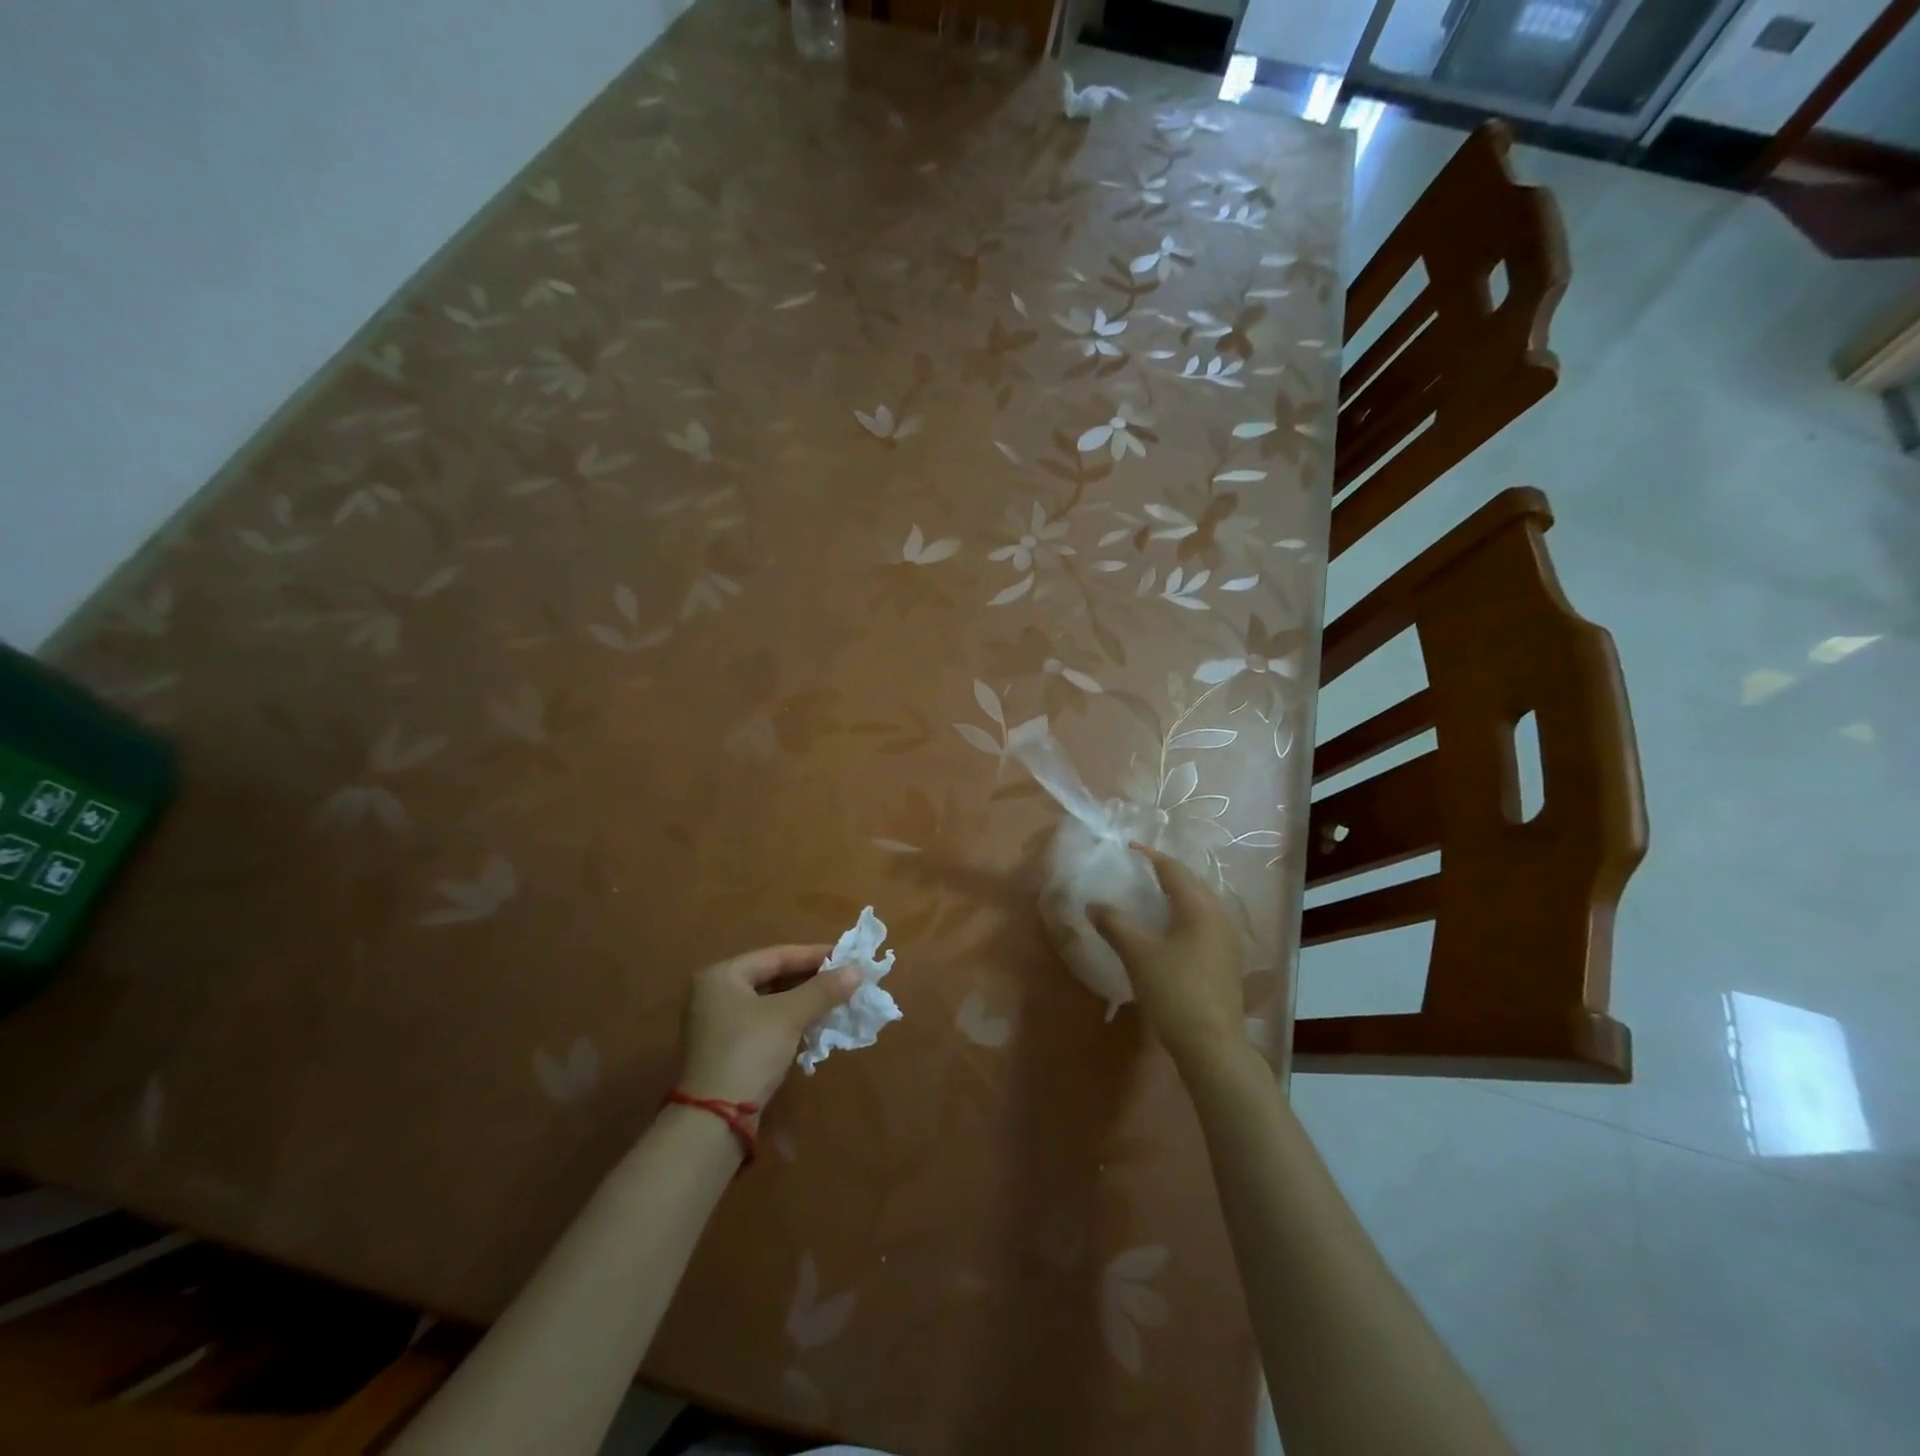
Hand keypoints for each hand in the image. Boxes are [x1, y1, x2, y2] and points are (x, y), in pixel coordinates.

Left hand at [678, 945, 858, 1107]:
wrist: (714, 1120)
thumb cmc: (749, 1052)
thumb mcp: (789, 1016)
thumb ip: (823, 990)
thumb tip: (857, 970)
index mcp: (722, 975)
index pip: (776, 955)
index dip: (814, 955)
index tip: (847, 958)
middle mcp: (714, 993)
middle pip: (772, 977)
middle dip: (810, 980)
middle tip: (844, 980)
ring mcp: (717, 1024)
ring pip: (770, 1002)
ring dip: (803, 1002)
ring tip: (836, 1002)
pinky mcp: (726, 1050)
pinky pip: (764, 1024)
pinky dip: (790, 1022)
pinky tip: (815, 1026)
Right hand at [1089, 845, 1244, 1068]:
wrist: (1211, 1043)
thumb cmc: (1174, 990)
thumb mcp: (1137, 954)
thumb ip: (1114, 924)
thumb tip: (1093, 904)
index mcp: (1199, 906)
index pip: (1173, 869)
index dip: (1150, 856)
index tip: (1129, 847)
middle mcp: (1219, 915)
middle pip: (1191, 882)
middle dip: (1165, 872)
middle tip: (1139, 868)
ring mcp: (1227, 939)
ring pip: (1200, 903)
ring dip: (1176, 894)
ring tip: (1151, 894)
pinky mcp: (1227, 959)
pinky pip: (1204, 921)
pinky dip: (1184, 914)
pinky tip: (1169, 927)